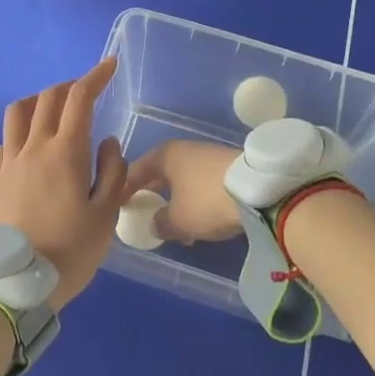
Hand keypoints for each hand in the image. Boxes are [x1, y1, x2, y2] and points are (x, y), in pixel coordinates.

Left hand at [0, 58, 127, 308]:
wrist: (14, 286)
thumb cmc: (69, 251)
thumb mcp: (106, 216)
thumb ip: (112, 172)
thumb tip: (107, 143)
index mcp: (65, 152)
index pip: (79, 99)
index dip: (95, 77)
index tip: (108, 65)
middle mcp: (32, 148)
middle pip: (47, 99)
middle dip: (68, 87)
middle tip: (84, 92)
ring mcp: (6, 164)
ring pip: (16, 114)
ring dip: (36, 102)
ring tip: (50, 112)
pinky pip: (2, 145)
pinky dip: (17, 136)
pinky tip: (26, 151)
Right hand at [124, 139, 242, 243]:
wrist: (257, 190)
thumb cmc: (206, 200)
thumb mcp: (178, 220)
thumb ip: (160, 223)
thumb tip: (154, 223)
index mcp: (165, 155)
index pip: (136, 171)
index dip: (125, 189)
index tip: (117, 205)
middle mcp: (184, 149)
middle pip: (160, 173)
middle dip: (152, 194)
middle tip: (144, 212)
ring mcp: (207, 156)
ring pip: (183, 180)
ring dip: (176, 200)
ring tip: (174, 225)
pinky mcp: (227, 166)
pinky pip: (201, 184)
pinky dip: (195, 200)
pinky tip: (199, 221)